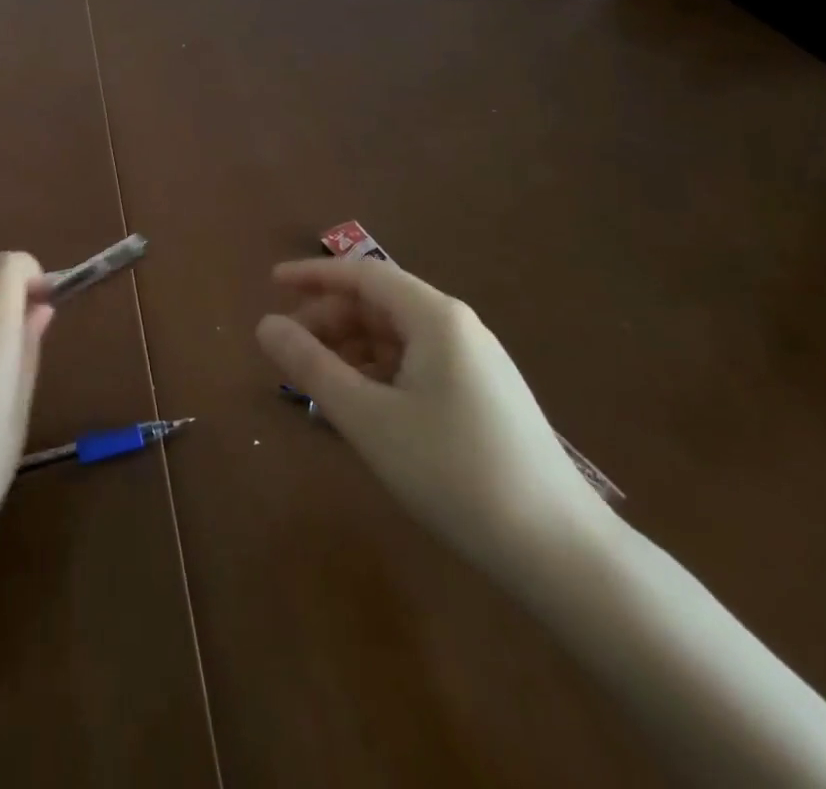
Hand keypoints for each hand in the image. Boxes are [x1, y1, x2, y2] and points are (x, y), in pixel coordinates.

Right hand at [256, 256, 608, 583]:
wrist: (560, 551)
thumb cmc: (453, 472)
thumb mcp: (367, 418)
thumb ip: (311, 366)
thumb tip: (265, 325)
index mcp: (434, 317)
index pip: (362, 274)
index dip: (313, 274)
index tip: (271, 283)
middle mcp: (458, 328)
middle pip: (379, 304)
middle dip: (329, 319)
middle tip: (288, 350)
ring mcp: (476, 362)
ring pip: (397, 337)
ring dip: (351, 350)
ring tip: (318, 383)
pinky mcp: (484, 396)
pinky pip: (418, 365)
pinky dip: (379, 373)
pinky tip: (362, 407)